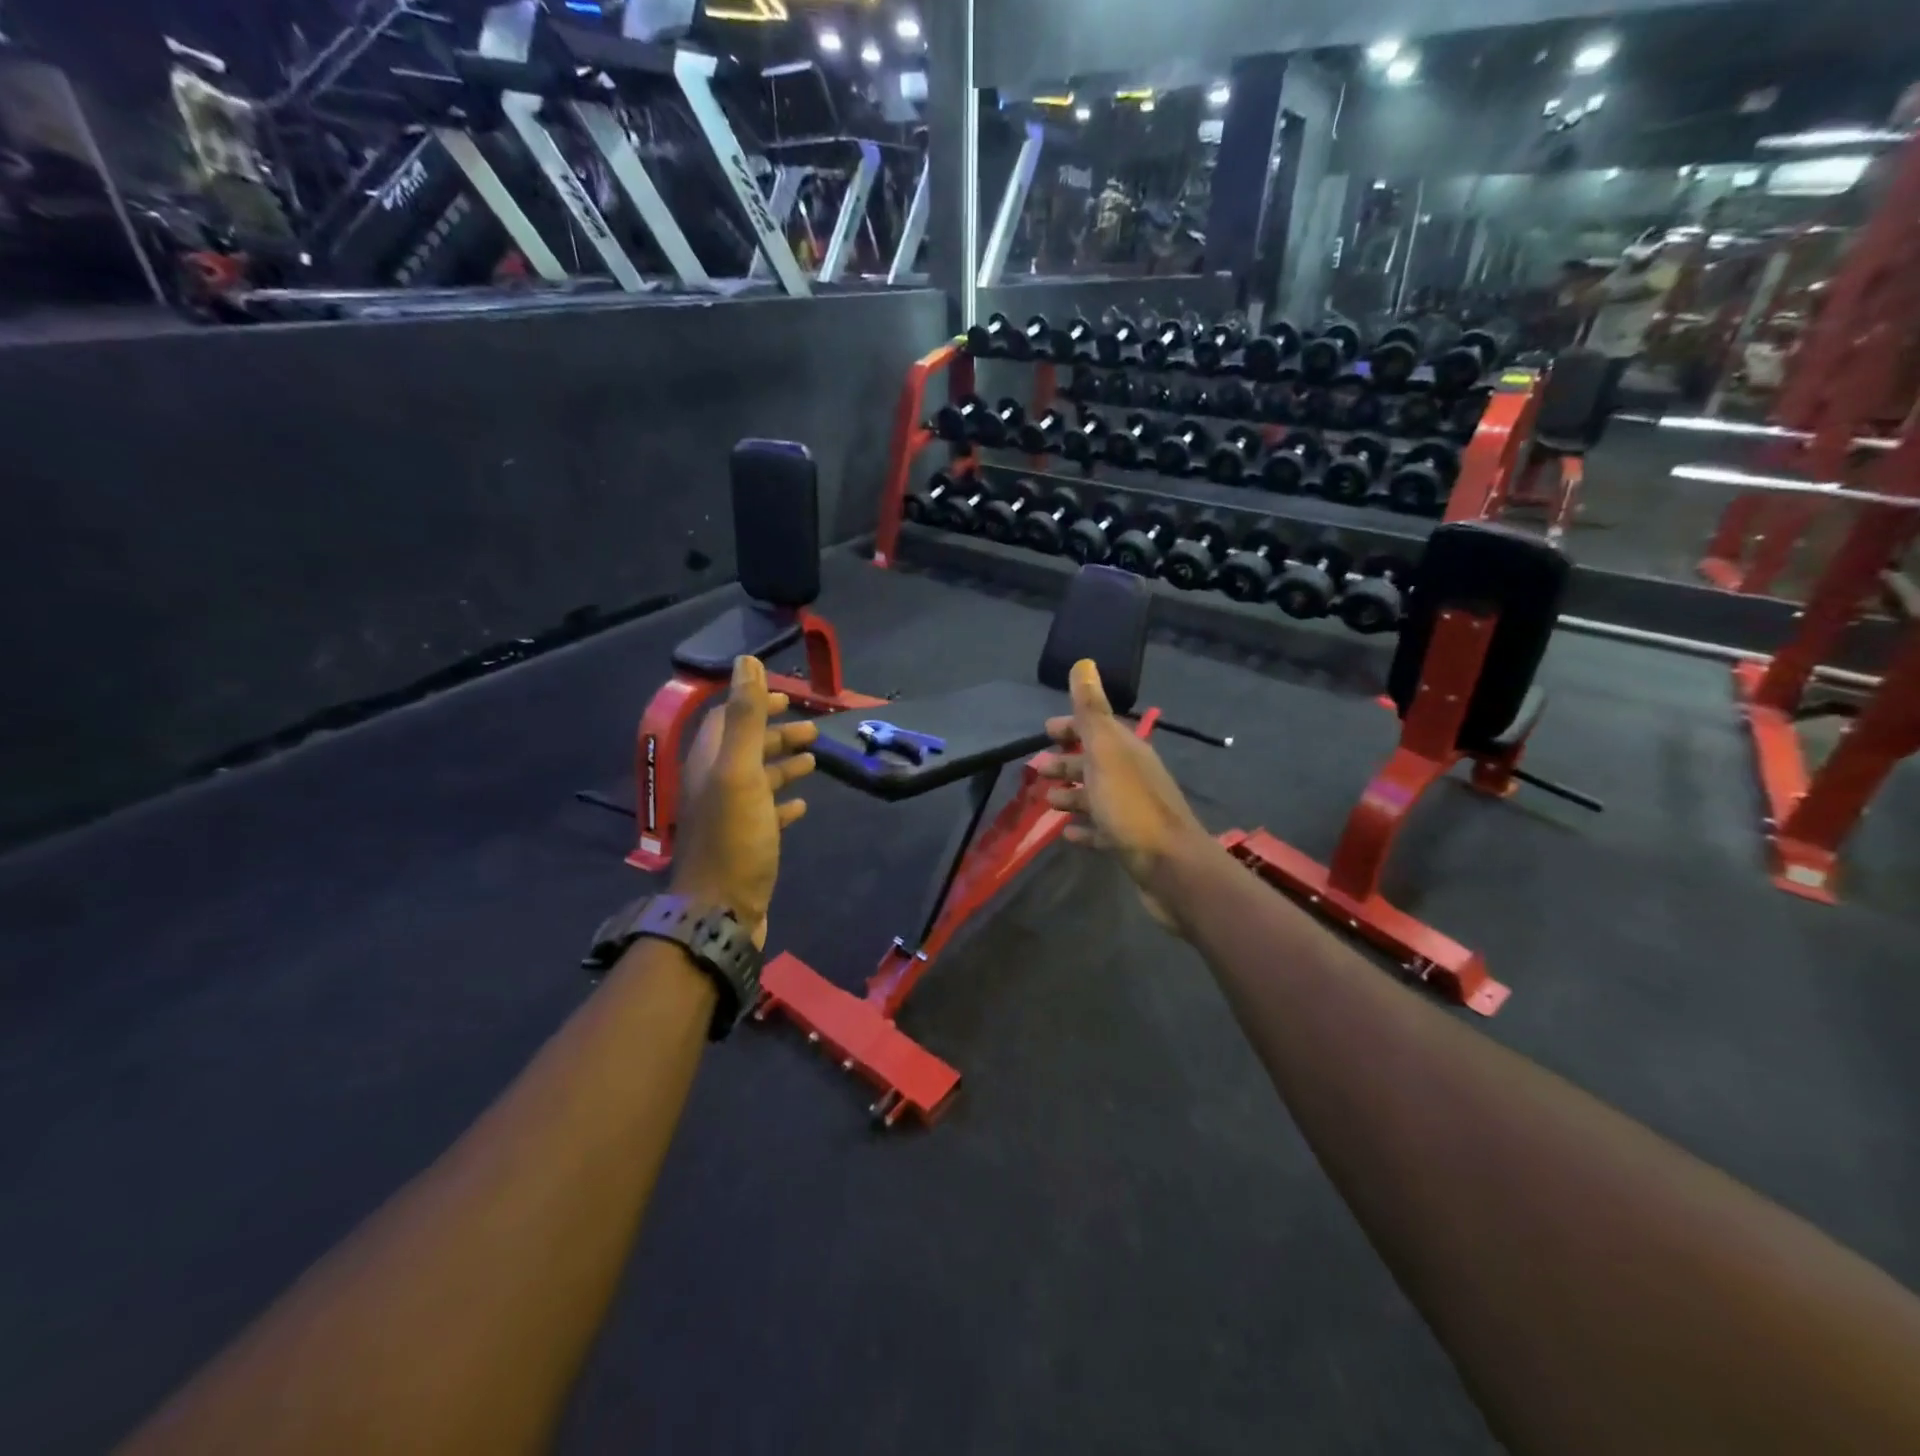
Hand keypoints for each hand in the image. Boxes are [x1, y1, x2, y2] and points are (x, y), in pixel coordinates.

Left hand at [671, 656, 817, 947]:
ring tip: (814, 759)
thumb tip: (745, 661)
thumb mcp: (740, 772)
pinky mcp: (745, 843)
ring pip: (758, 779)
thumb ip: (745, 717)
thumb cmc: (734, 839)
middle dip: (776, 733)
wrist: (720, 912)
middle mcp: (716, 785)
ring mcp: (730, 816)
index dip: (756, 703)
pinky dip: (783, 801)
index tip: (789, 696)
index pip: (729, 718)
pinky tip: (802, 803)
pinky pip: (766, 812)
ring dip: (783, 764)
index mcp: (710, 763)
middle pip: (746, 747)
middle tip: (811, 729)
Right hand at [1039, 659, 1208, 929]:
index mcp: (1126, 751)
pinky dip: (1083, 828)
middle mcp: (1131, 775)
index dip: (1071, 727)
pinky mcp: (1129, 842)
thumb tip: (1084, 663)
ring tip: (1046, 801)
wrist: (1170, 866)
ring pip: (1096, 795)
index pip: (1096, 728)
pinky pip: (1101, 829)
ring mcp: (1131, 810)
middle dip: (1066, 761)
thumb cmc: (1130, 805)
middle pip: (1094, 762)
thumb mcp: (1105, 752)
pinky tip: (1067, 833)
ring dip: (1071, 794)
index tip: (1045, 730)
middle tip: (1037, 768)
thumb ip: (1091, 711)